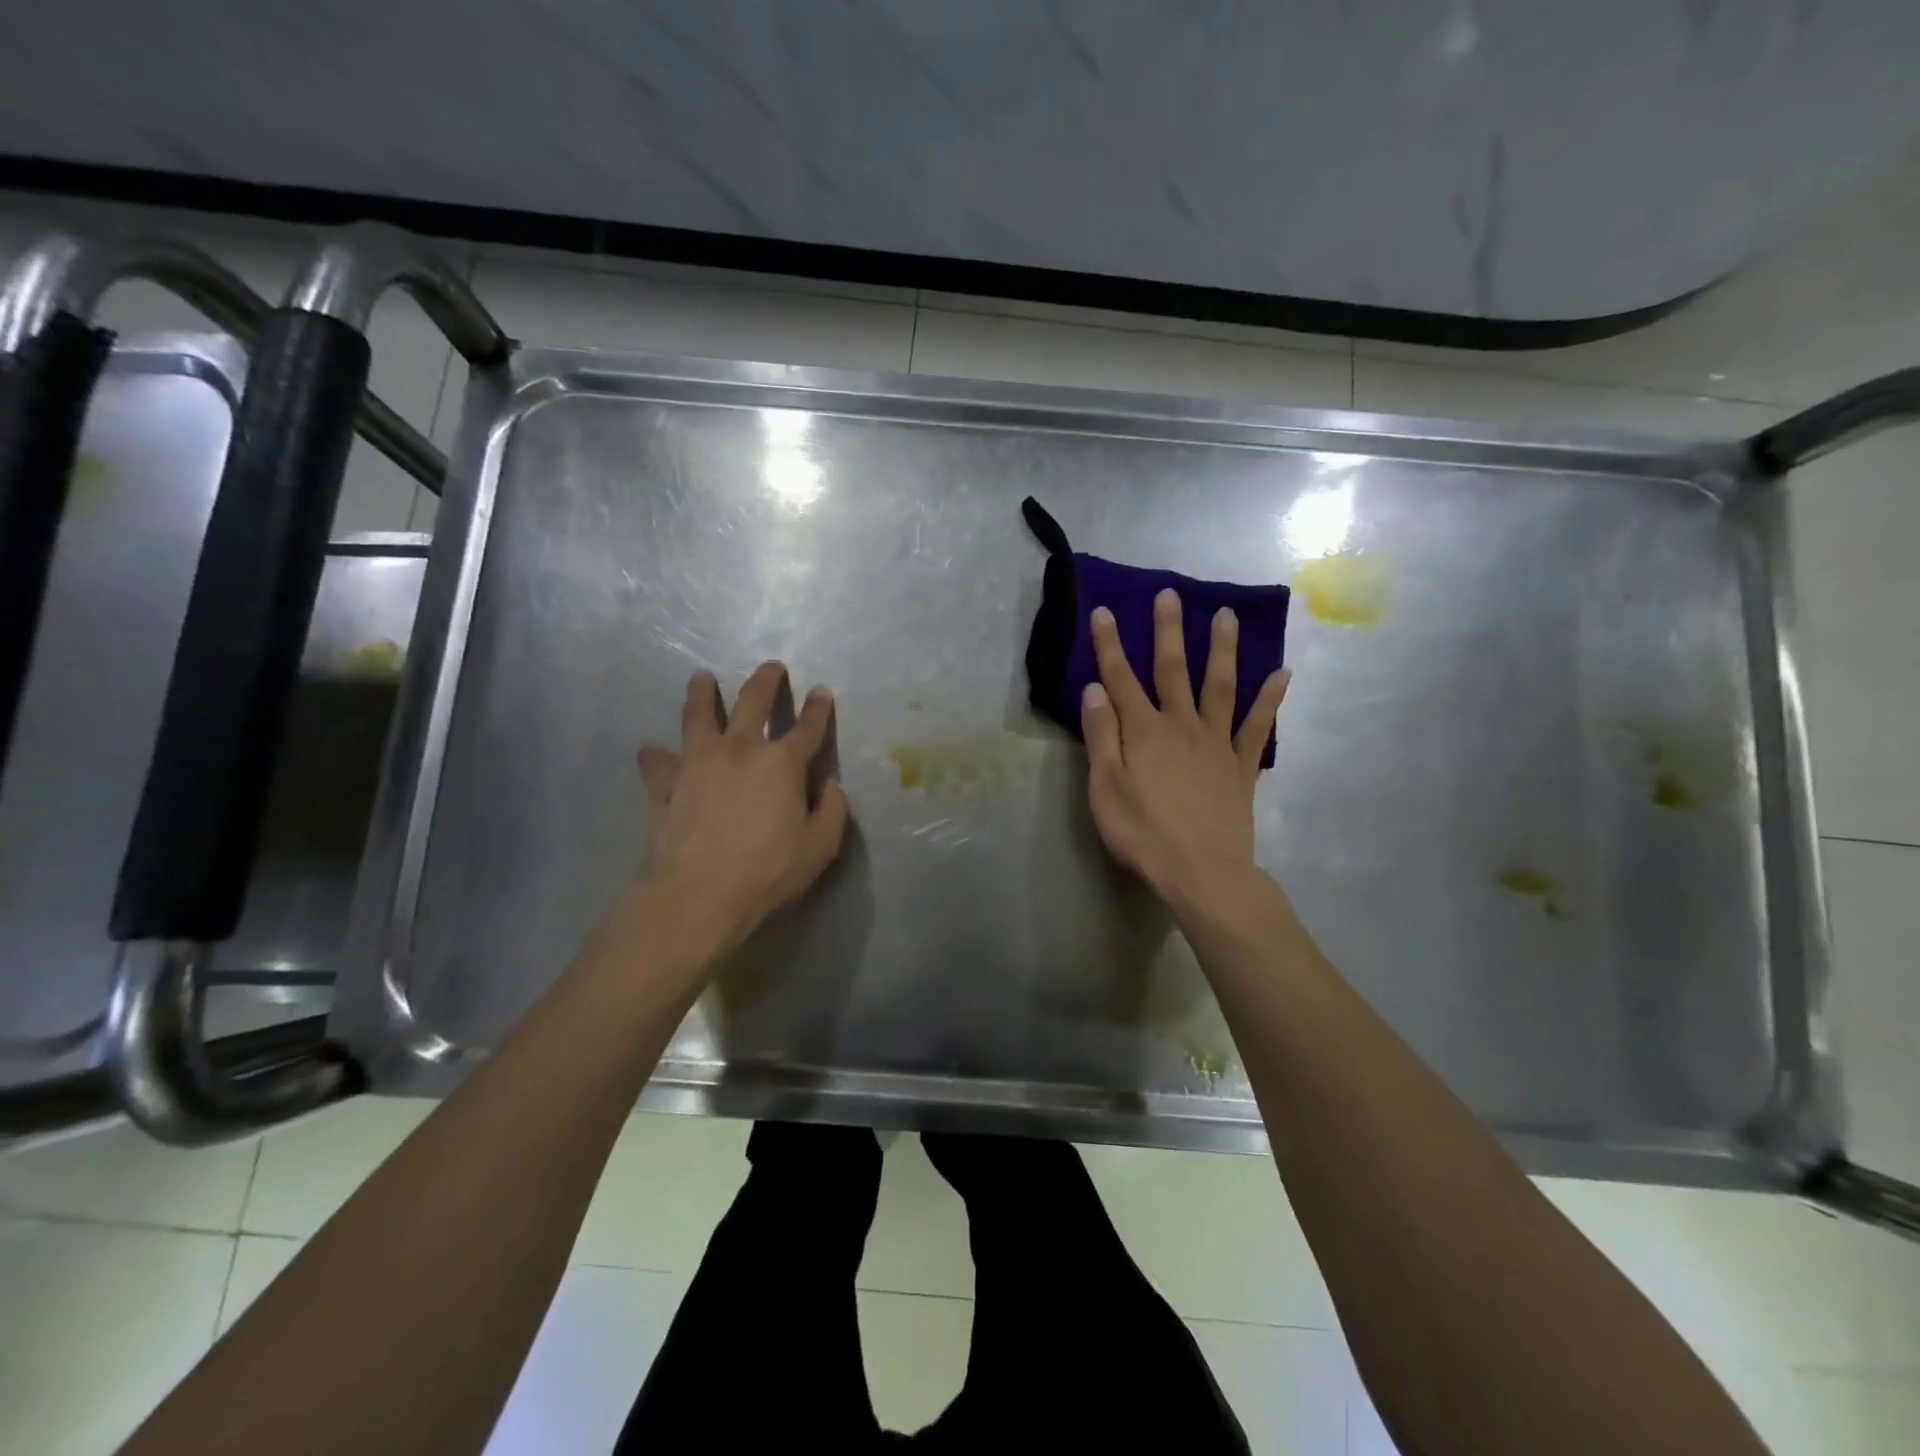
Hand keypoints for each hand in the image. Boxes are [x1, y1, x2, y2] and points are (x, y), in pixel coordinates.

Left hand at [635, 662, 849, 952]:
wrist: (699, 893)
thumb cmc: (768, 870)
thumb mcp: (821, 847)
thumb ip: (832, 811)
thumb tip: (831, 786)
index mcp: (782, 763)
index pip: (807, 727)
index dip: (818, 708)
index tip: (821, 691)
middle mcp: (739, 750)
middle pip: (752, 702)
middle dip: (765, 680)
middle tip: (771, 666)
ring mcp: (697, 762)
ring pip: (697, 715)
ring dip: (701, 693)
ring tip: (701, 677)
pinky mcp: (665, 784)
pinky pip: (657, 761)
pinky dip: (656, 754)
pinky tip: (653, 749)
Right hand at [1080, 590, 1287, 915]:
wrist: (1202, 871)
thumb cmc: (1144, 833)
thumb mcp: (1105, 788)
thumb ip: (1101, 736)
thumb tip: (1096, 689)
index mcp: (1143, 731)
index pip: (1121, 678)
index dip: (1110, 644)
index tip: (1104, 610)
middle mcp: (1182, 725)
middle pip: (1174, 670)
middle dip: (1168, 631)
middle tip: (1169, 594)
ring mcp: (1217, 742)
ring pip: (1220, 686)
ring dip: (1222, 649)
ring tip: (1226, 616)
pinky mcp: (1242, 765)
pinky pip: (1258, 726)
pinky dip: (1270, 699)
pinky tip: (1282, 674)